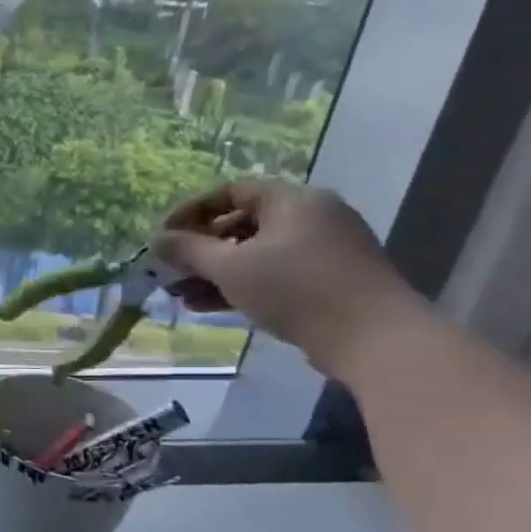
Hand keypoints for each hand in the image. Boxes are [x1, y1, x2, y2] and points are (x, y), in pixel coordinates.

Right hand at [150, 180, 430, 377]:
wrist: (375, 339)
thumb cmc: (295, 289)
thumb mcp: (230, 267)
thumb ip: (188, 250)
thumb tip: (155, 239)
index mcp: (293, 201)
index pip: (230, 192)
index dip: (190, 211)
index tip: (163, 237)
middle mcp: (312, 217)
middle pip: (241, 224)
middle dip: (200, 248)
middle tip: (171, 269)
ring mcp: (323, 250)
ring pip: (255, 253)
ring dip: (214, 272)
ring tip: (180, 294)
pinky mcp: (328, 281)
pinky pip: (273, 274)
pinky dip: (240, 285)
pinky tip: (207, 305)